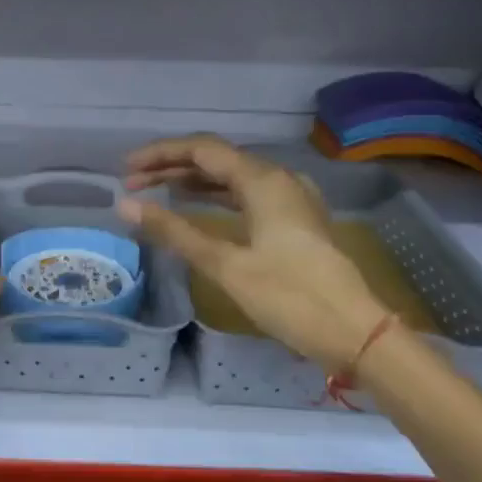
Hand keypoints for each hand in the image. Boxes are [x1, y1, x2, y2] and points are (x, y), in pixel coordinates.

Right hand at [119, 136, 386, 370]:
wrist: (355, 332)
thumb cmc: (290, 296)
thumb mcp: (226, 265)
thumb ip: (175, 231)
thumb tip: (125, 205)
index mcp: (263, 180)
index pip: (202, 150)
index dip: (160, 154)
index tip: (125, 170)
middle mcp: (278, 179)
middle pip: (216, 160)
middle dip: (172, 168)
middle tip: (132, 184)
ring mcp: (291, 198)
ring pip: (232, 177)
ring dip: (193, 182)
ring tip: (155, 192)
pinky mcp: (295, 220)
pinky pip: (247, 195)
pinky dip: (216, 197)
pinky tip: (197, 207)